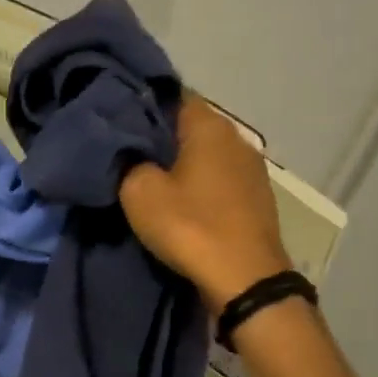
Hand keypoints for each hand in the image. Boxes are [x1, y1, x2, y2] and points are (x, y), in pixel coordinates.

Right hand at [120, 96, 292, 312]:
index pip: (172, 96)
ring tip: (155, 182)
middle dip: (162, 139)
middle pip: (191, 127)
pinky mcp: (258, 199)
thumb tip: (130, 154)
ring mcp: (253, 170)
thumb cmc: (191, 227)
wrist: (245, 280)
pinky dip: (202, 188)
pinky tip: (185, 206)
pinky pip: (221, 182)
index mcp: (209, 125)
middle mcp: (237, 138)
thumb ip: (129, 162)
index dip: (143, 106)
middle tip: (130, 156)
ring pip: (208, 156)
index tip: (119, 123)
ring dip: (184, 167)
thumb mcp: (140, 193)